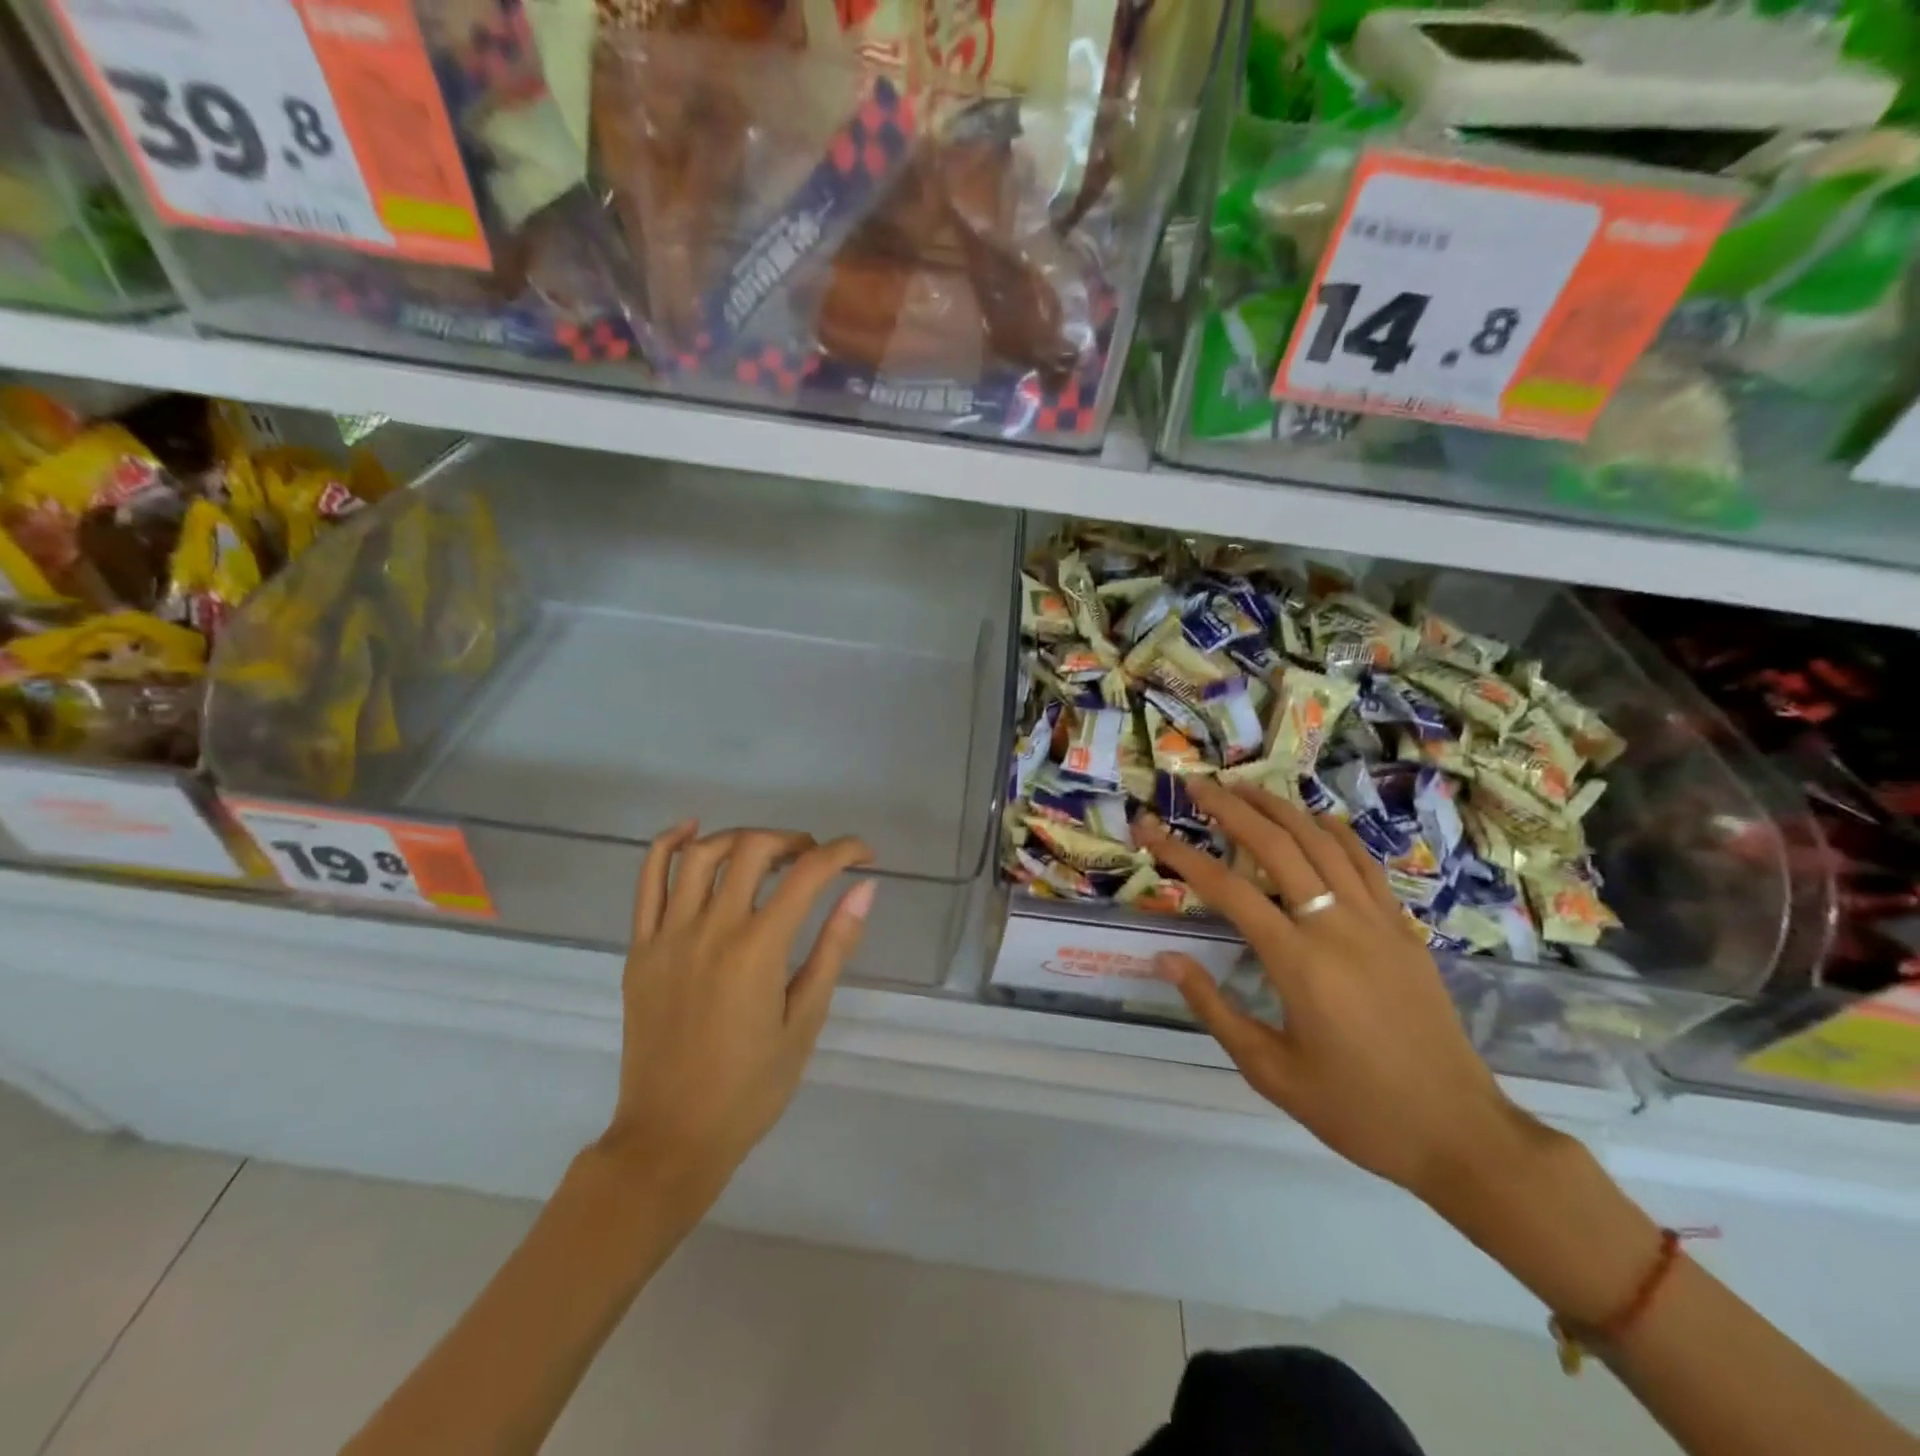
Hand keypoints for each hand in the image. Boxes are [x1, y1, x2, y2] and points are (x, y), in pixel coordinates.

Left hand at [596, 822, 876, 1209]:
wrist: (671, 1137)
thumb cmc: (751, 1088)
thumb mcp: (805, 1020)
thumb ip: (834, 947)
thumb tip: (864, 888)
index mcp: (758, 950)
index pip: (808, 874)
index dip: (843, 852)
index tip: (865, 857)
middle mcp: (711, 929)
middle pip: (753, 848)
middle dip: (795, 840)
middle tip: (815, 859)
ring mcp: (667, 935)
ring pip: (701, 854)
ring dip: (742, 839)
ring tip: (766, 854)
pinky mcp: (639, 948)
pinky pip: (647, 880)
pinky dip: (669, 844)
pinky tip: (693, 830)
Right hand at [1135, 777, 1540, 1204]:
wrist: (1460, 1134)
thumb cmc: (1356, 1109)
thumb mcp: (1270, 1071)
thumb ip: (1213, 1009)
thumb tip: (1165, 958)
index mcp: (1298, 963)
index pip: (1227, 890)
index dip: (1181, 855)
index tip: (1148, 830)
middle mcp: (1336, 927)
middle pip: (1277, 846)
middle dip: (1230, 809)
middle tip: (1195, 785)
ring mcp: (1377, 922)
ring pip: (1322, 843)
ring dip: (1279, 808)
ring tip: (1243, 787)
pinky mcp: (1403, 930)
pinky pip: (1365, 864)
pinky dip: (1334, 832)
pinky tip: (1313, 819)